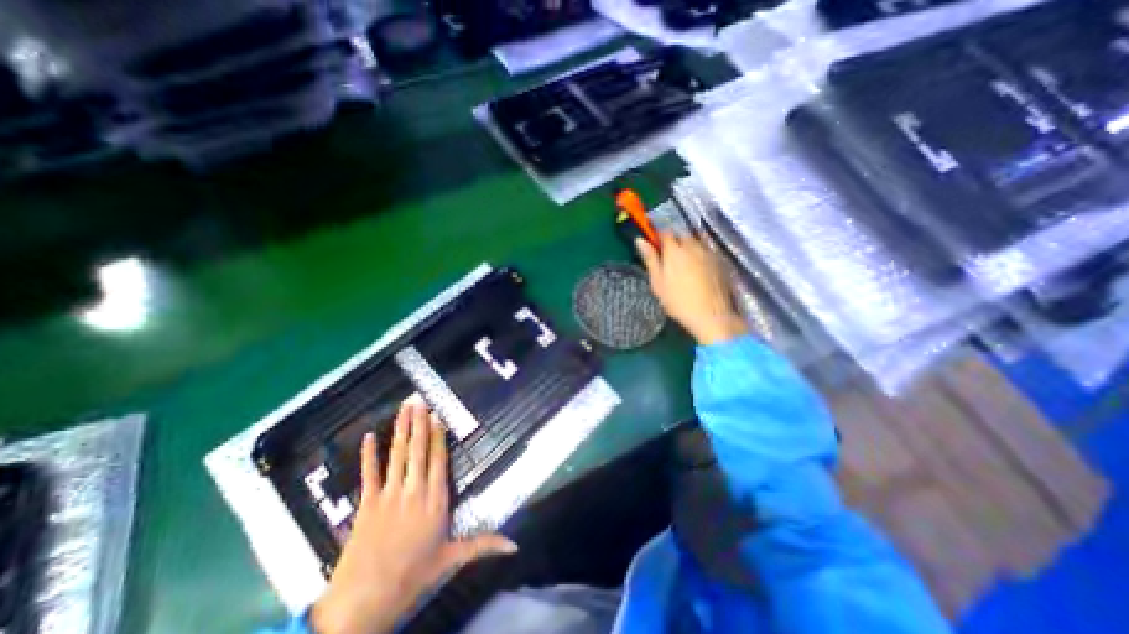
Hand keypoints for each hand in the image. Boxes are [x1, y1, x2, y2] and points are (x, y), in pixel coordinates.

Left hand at [310, 402, 516, 633]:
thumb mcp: (451, 560)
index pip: (438, 460)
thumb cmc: (412, 578)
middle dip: (419, 423)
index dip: (437, 436)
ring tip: (403, 408)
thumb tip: (514, 545)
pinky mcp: (367, 504)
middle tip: (418, 399)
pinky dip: (368, 455)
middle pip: (417, 450)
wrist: (363, 603)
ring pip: (397, 455)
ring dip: (400, 430)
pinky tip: (367, 437)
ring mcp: (389, 495)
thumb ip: (483, 545)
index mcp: (436, 501)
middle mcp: (414, 491)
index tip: (437, 414)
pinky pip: (369, 474)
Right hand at [640, 233, 746, 344]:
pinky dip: (699, 255)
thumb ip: (650, 259)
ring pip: (695, 242)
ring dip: (687, 247)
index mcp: (674, 250)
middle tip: (668, 258)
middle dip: (674, 241)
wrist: (711, 315)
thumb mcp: (657, 282)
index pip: (664, 233)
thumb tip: (639, 240)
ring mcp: (708, 252)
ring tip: (683, 264)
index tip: (654, 246)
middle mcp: (692, 245)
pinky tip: (697, 269)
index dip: (658, 237)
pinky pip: (706, 250)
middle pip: (681, 235)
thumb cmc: (678, 301)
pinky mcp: (719, 261)